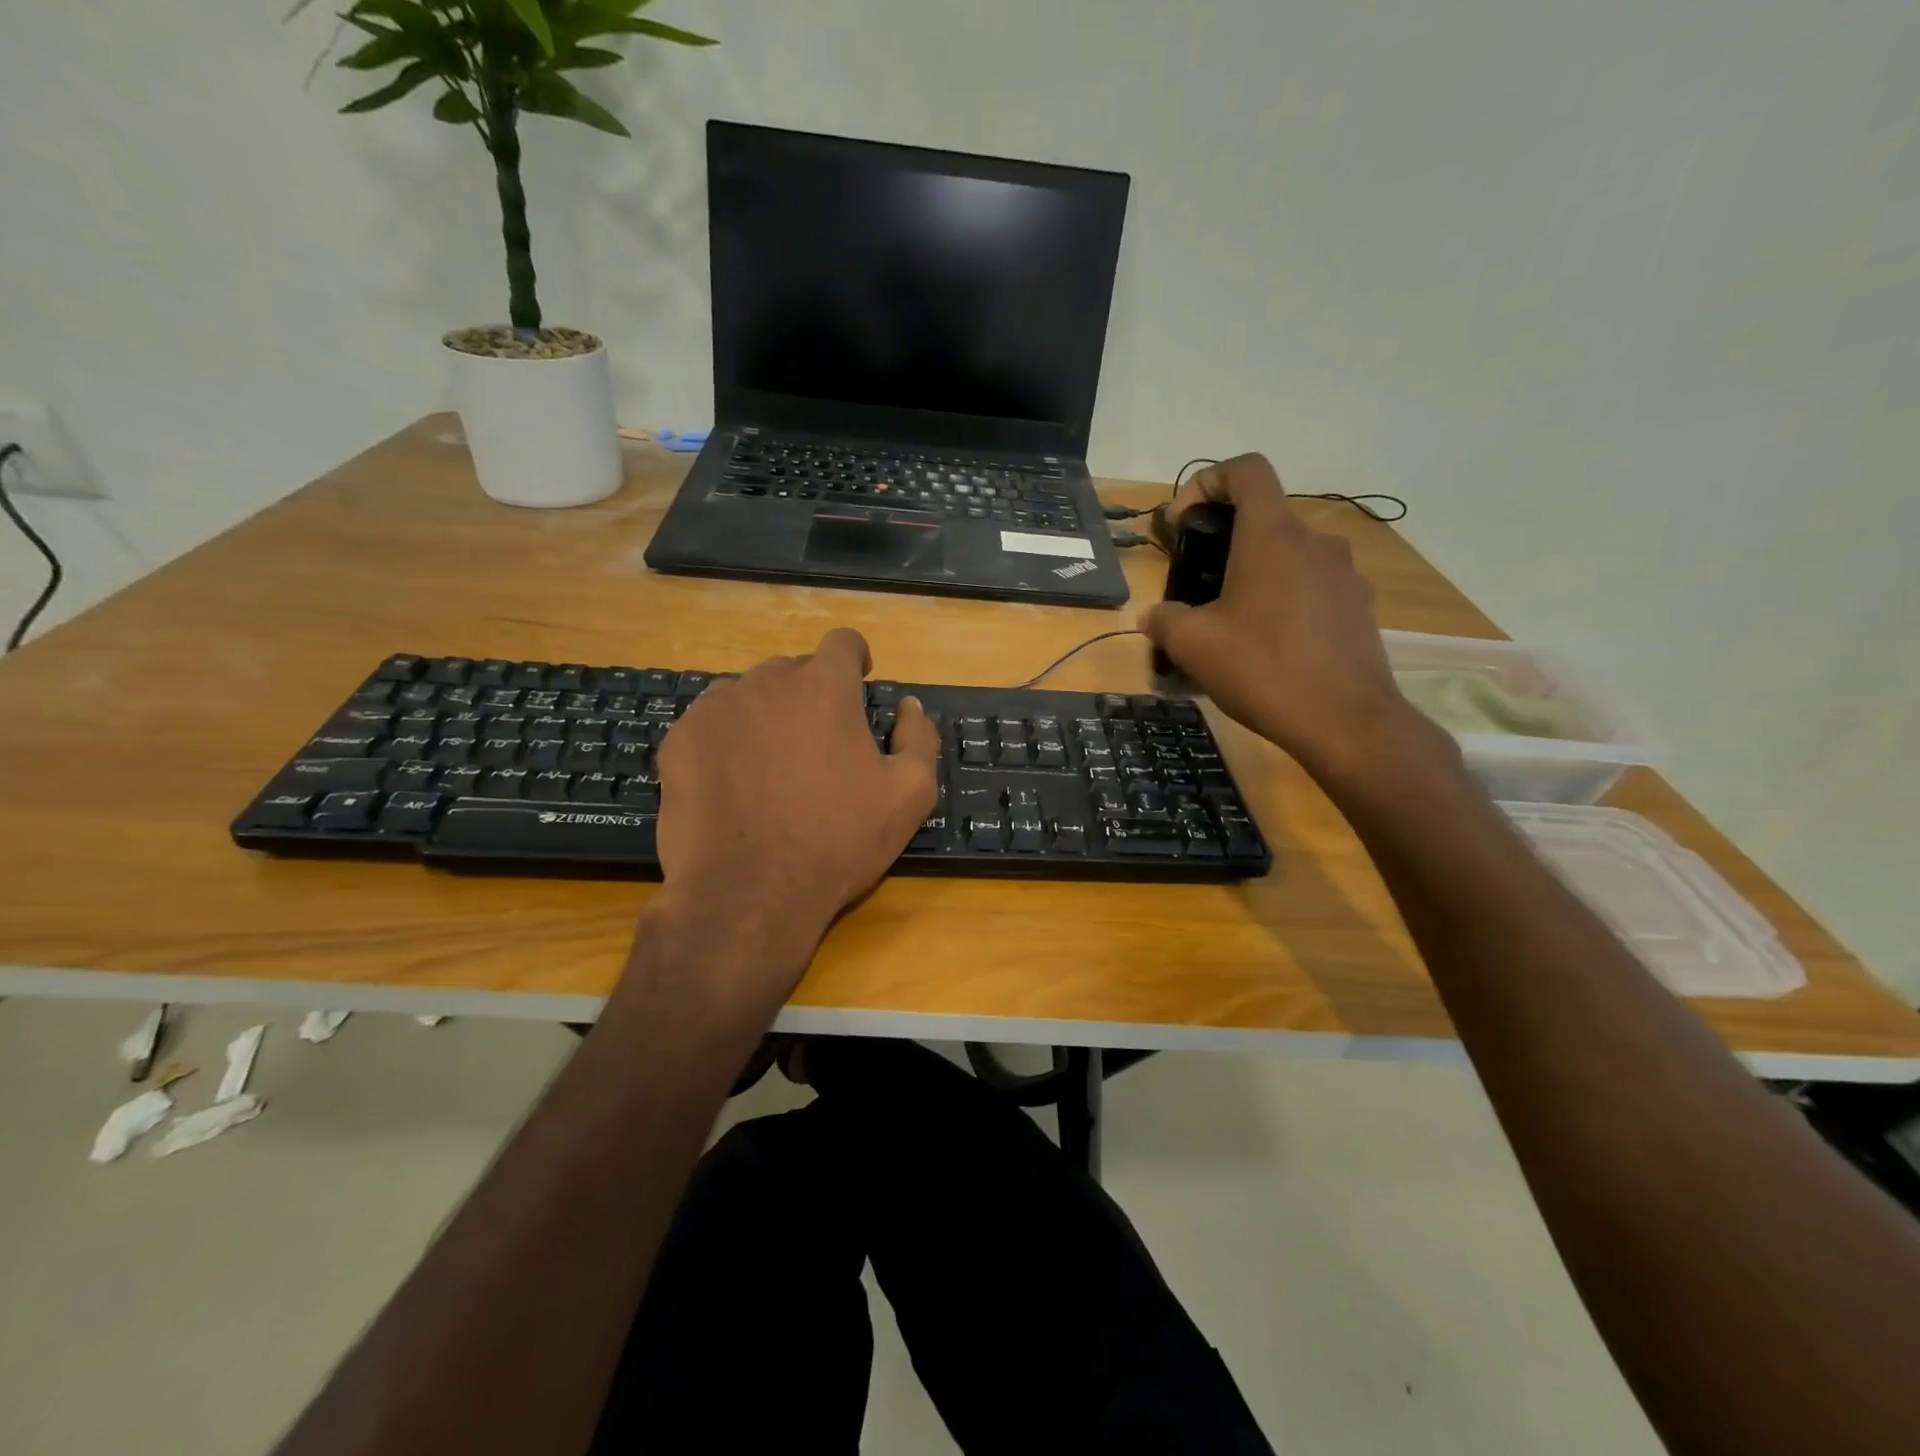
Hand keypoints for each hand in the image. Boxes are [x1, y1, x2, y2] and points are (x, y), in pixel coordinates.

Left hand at [654, 627, 939, 953]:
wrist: (748, 894)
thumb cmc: (837, 842)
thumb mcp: (909, 796)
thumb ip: (919, 739)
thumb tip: (909, 708)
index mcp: (824, 688)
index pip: (842, 642)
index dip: (855, 658)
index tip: (859, 681)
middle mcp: (766, 683)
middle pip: (794, 670)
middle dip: (811, 694)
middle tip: (819, 743)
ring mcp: (715, 709)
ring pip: (748, 694)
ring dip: (766, 714)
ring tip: (772, 764)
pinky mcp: (679, 741)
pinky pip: (710, 723)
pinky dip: (727, 739)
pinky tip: (734, 782)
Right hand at [1142, 454, 1428, 780]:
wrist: (1344, 722)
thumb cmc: (1262, 669)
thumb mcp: (1193, 645)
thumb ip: (1164, 619)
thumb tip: (1155, 616)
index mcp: (1272, 536)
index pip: (1246, 470)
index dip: (1208, 481)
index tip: (1185, 521)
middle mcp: (1315, 542)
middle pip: (1264, 519)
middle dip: (1224, 543)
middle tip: (1197, 587)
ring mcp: (1345, 574)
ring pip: (1289, 557)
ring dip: (1255, 576)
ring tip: (1232, 625)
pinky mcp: (1360, 607)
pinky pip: (1312, 588)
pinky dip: (1285, 602)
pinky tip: (1269, 647)